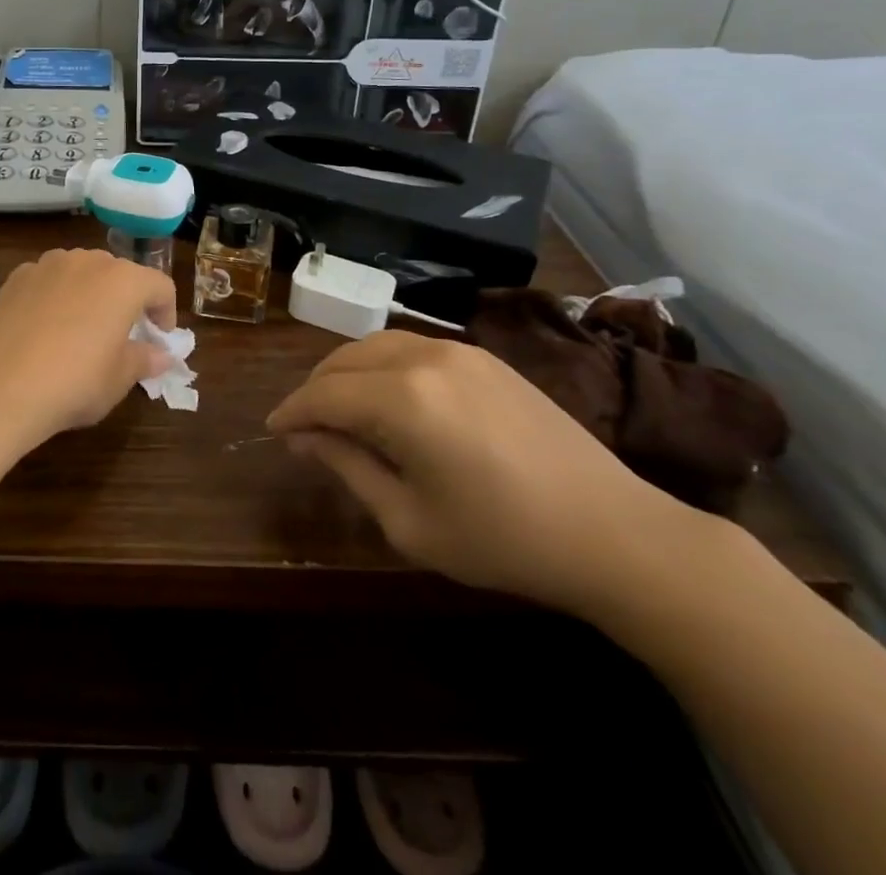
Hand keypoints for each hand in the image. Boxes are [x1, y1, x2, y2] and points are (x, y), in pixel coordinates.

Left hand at [0, 248, 177, 450]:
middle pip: (120, 273)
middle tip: (122, 334)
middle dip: (127, 300)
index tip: (159, 339)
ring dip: (90, 292)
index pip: (160, 286)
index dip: (166, 312)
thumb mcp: (119, 379)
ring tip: (80, 328)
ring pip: (81, 271)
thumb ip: (144, 360)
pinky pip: (48, 280)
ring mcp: (48, 264)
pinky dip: (55, 295)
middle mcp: (88, 261)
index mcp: (124, 281)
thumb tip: (162, 355)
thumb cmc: (74, 382)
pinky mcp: (16, 276)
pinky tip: (44, 328)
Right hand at [267, 330, 688, 616]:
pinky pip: (410, 349)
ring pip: (375, 346)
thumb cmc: (503, 538)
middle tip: (303, 429)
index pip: (323, 394)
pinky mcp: (484, 356)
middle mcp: (423, 358)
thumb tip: (305, 439)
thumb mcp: (410, 521)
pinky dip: (381, 367)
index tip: (273, 432)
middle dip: (314, 390)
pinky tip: (387, 400)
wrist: (612, 530)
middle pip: (343, 360)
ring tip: (339, 412)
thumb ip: (349, 468)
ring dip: (346, 374)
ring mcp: (458, 350)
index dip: (291, 412)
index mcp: (402, 399)